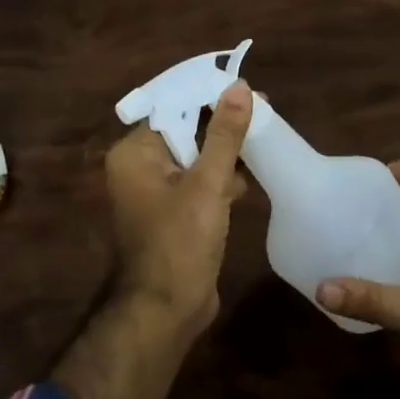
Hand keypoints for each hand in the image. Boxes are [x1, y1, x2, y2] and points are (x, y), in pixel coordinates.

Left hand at [103, 81, 252, 339]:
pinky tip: (250, 176)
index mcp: (135, 153)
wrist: (167, 311)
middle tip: (264, 112)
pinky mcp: (174, 212)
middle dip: (223, 124)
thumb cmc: (180, 242)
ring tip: (264, 138)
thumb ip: (224, 134)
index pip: (174, 108)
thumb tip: (240, 87)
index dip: (211, 97)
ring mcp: (156, 191)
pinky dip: (221, 177)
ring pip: (195, 156)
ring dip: (226, 151)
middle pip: (186, 130)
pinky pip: (199, 181)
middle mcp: (140, 167)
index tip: (248, 91)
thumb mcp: (207, 183)